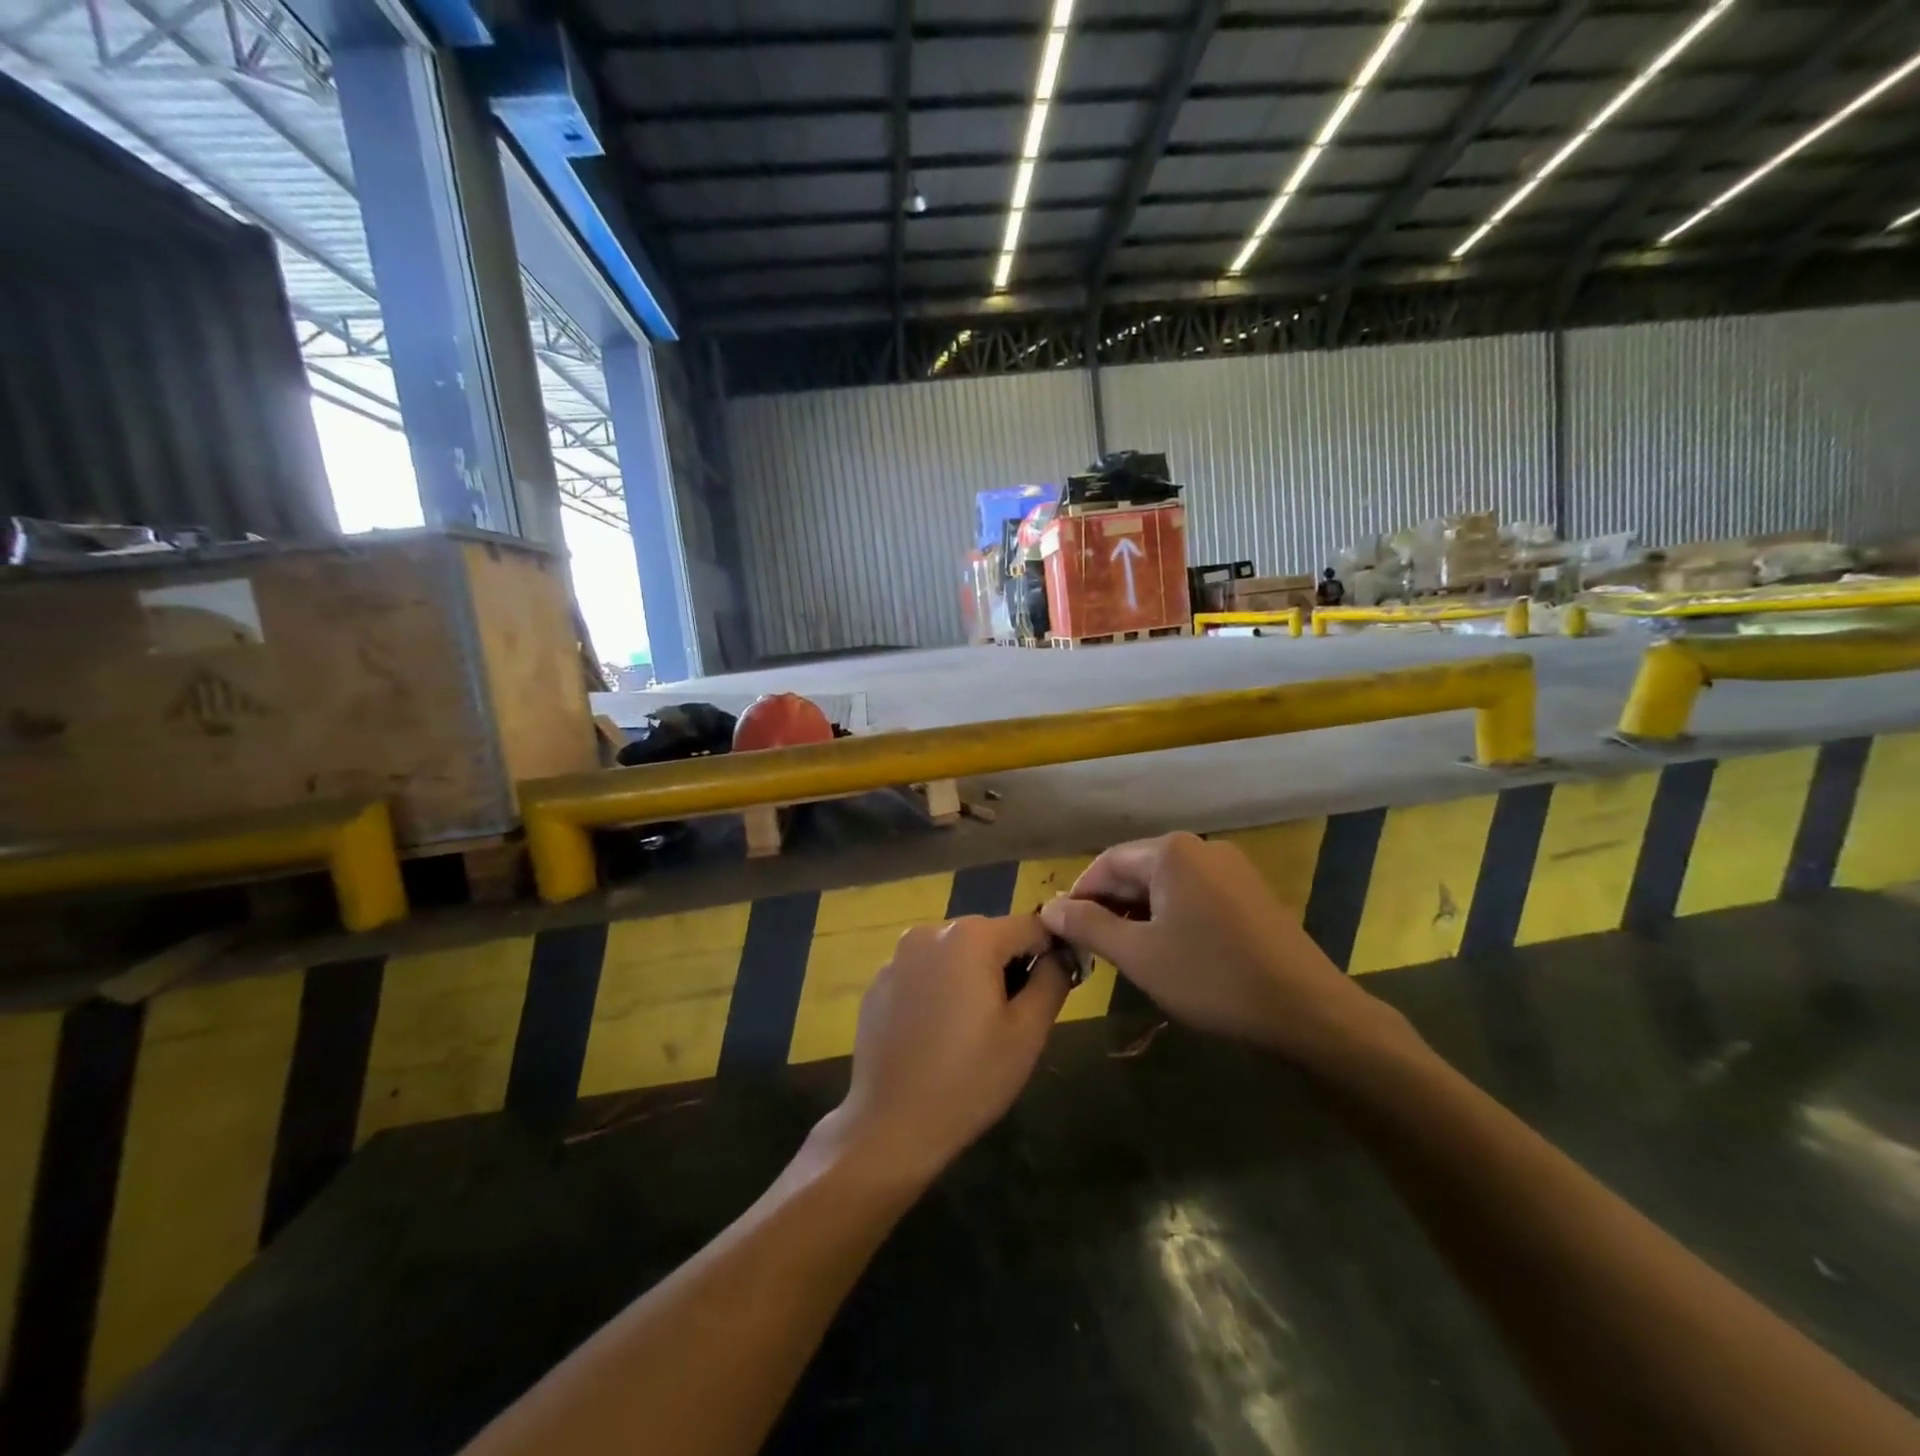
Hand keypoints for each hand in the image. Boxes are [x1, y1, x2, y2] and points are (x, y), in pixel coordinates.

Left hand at [823, 914, 1071, 1189]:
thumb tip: (1060, 954)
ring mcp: (898, 956)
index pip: (1031, 926)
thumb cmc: (969, 1079)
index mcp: (971, 937)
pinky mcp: (879, 982)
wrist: (890, 1124)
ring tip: (973, 1028)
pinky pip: (924, 972)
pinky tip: (937, 1033)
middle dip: (1008, 966)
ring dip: (973, 977)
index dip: (1051, 952)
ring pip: (955, 953)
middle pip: (990, 936)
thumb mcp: (1028, 1033)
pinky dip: (939, 989)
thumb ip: (1052, 980)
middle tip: (1012, 1018)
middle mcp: (930, 932)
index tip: (1055, 988)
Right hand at [1039, 832, 1403, 1067]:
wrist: (1307, 1010)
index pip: (1105, 864)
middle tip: (1089, 949)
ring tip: (1123, 954)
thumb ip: (1087, 927)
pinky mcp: (1249, 893)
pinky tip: (1166, 951)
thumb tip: (1048, 908)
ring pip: (1165, 885)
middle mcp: (1201, 847)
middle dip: (1109, 907)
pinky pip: (1193, 896)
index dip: (1078, 897)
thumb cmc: (1212, 977)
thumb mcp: (1138, 955)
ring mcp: (1231, 868)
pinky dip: (1169, 918)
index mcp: (1171, 851)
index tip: (1062, 933)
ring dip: (1137, 915)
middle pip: (1136, 871)